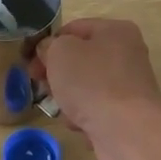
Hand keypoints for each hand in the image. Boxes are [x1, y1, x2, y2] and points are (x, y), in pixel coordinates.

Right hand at [32, 19, 160, 159]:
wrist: (126, 130)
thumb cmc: (91, 82)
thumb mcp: (60, 53)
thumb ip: (49, 46)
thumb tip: (49, 51)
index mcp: (115, 30)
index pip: (73, 29)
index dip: (48, 44)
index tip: (31, 63)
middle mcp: (127, 54)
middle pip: (80, 59)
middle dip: (57, 74)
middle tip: (41, 86)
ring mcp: (128, 85)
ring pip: (86, 86)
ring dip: (69, 97)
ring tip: (62, 108)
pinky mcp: (127, 113)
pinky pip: (96, 109)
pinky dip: (85, 116)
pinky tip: (79, 124)